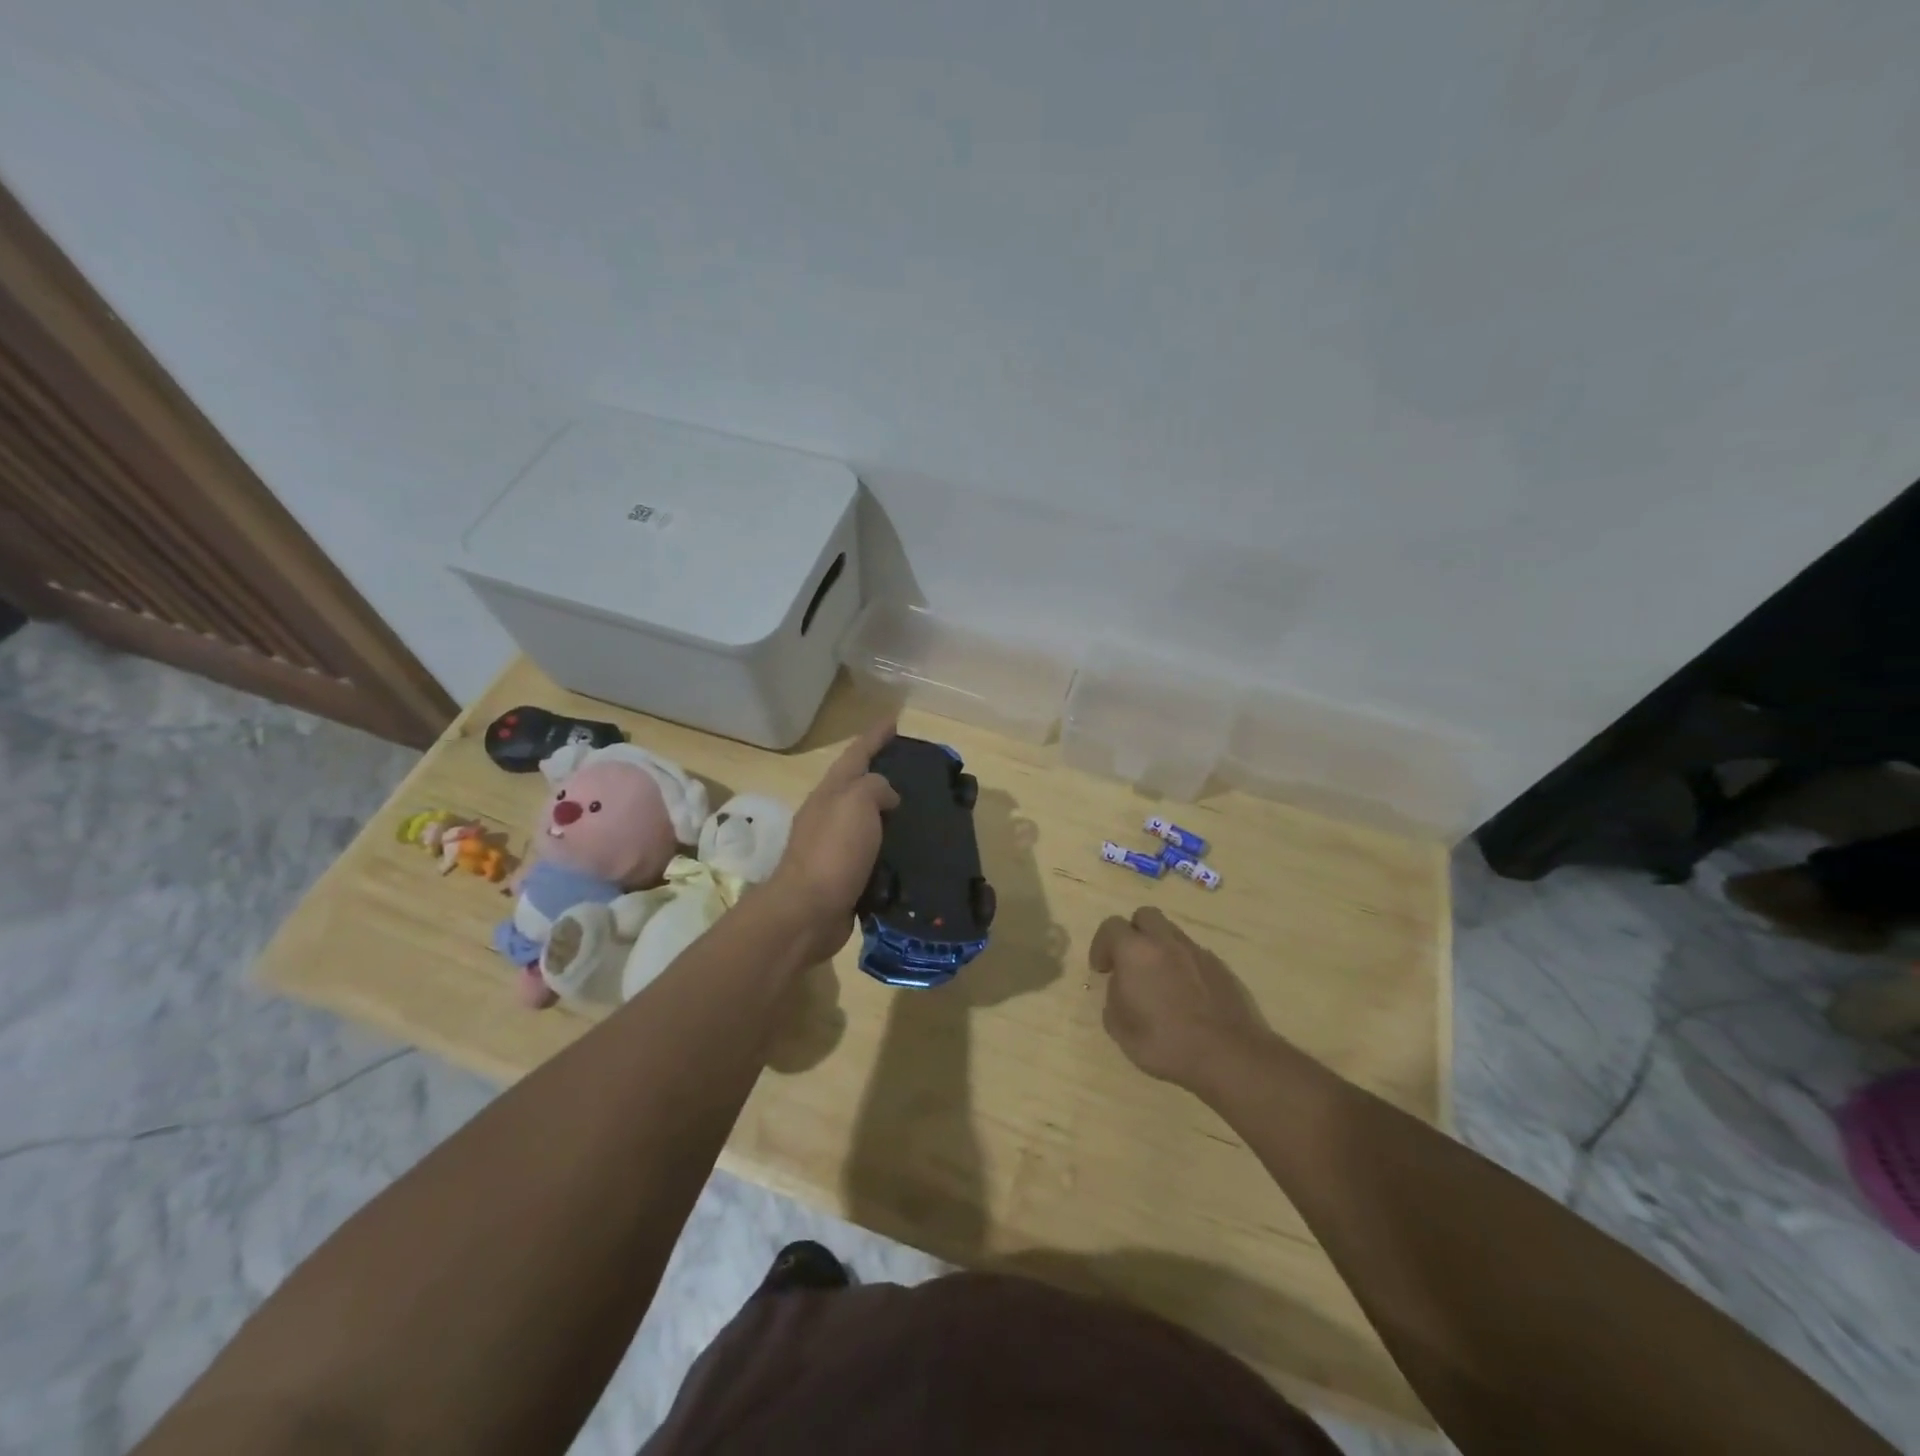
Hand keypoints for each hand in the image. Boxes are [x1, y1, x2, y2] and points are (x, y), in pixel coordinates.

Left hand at [763, 718, 900, 960]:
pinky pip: (873, 855)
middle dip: (882, 775)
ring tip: (921, 814)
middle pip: (858, 786)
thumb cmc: (832, 851)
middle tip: (915, 772)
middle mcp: (829, 816)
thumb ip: (875, 788)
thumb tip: (887, 796)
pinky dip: (891, 850)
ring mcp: (834, 848)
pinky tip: (911, 854)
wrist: (807, 912)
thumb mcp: (856, 803)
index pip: (856, 755)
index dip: (875, 736)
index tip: (894, 720)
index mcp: (831, 793)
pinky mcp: (845, 877)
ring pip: (867, 822)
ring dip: (889, 815)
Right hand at [1090, 907, 1273, 1091]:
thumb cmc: (1166, 1043)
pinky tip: (1186, 995)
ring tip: (1159, 981)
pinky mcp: (1220, 966)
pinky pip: (1194, 954)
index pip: (1111, 926)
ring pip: (1171, 933)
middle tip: (1130, 963)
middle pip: (1145, 916)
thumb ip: (1114, 1000)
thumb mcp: (1121, 1030)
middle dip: (1133, 934)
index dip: (1101, 945)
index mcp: (1136, 951)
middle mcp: (1166, 942)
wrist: (1229, 1056)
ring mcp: (1197, 951)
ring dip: (1159, 948)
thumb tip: (1121, 987)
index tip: (1102, 969)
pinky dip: (1184, 965)